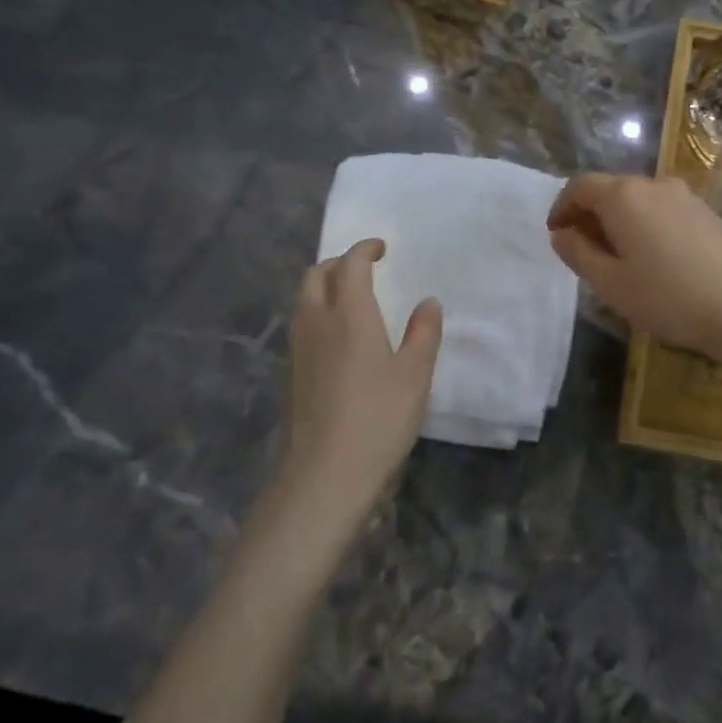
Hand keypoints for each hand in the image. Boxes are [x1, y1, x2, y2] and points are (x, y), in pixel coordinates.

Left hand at [278, 239, 441, 533]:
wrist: (326, 474)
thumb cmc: (379, 417)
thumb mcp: (415, 374)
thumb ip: (424, 333)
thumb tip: (428, 302)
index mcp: (349, 314)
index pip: (350, 265)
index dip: (364, 249)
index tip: (382, 248)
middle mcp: (317, 323)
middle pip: (315, 275)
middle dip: (338, 264)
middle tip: (365, 270)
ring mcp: (300, 349)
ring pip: (304, 301)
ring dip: (325, 287)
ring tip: (354, 299)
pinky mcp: (293, 374)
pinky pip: (303, 325)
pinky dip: (320, 314)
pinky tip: (342, 338)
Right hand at [546, 173, 721, 363]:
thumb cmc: (667, 298)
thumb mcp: (611, 283)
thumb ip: (579, 254)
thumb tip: (561, 234)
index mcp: (624, 196)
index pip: (581, 186)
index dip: (562, 207)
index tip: (557, 235)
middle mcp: (655, 185)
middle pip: (611, 189)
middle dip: (591, 214)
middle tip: (584, 250)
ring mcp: (686, 196)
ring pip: (640, 199)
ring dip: (621, 220)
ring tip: (620, 257)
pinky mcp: (709, 213)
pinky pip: (665, 209)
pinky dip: (648, 224)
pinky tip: (656, 258)